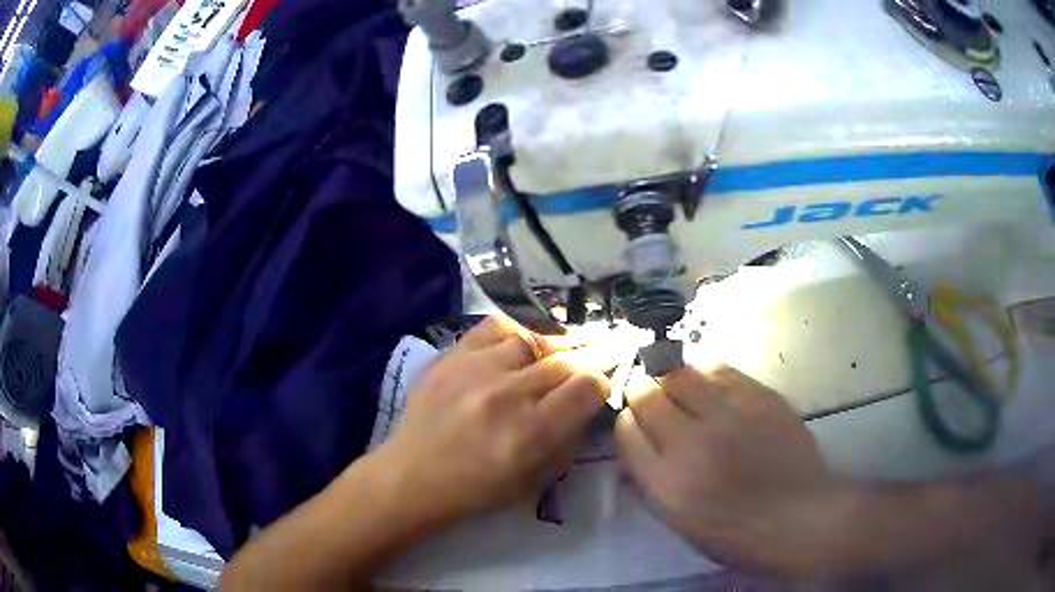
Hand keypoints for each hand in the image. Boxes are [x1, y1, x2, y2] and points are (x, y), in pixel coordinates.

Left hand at [376, 316, 611, 528]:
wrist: (413, 475)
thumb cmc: (477, 490)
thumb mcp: (536, 480)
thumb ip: (568, 439)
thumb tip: (587, 403)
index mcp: (530, 433)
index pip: (587, 387)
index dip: (601, 384)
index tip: (597, 389)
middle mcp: (506, 394)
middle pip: (565, 360)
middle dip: (586, 361)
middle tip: (592, 361)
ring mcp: (475, 369)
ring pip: (533, 339)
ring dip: (553, 347)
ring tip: (556, 355)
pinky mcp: (451, 356)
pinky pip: (495, 328)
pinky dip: (515, 334)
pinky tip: (519, 346)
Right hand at [615, 363, 833, 573]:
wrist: (799, 517)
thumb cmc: (736, 532)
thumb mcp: (679, 521)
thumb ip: (651, 481)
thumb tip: (636, 444)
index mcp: (666, 483)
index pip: (627, 431)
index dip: (626, 419)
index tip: (632, 418)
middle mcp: (691, 443)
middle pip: (648, 396)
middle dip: (641, 390)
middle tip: (647, 392)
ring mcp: (728, 415)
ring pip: (680, 373)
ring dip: (669, 374)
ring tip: (675, 381)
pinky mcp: (759, 397)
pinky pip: (719, 369)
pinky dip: (703, 370)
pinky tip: (705, 378)